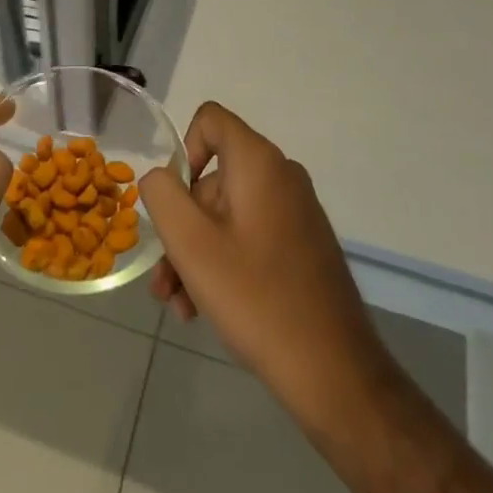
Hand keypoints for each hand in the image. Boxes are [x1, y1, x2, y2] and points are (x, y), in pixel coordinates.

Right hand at [143, 102, 393, 434]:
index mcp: (259, 163)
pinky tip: (205, 311)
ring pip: (227, 215)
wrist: (334, 372)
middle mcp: (281, 176)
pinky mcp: (303, 245)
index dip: (182, 151)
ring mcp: (296, 212)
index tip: (174, 202)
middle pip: (213, 179)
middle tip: (165, 281)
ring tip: (180, 306)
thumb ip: (163, 195)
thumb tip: (158, 177)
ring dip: (196, 254)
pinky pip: (250, 236)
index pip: (210, 120)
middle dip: (182, 226)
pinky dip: (224, 263)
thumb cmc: (256, 298)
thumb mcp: (192, 244)